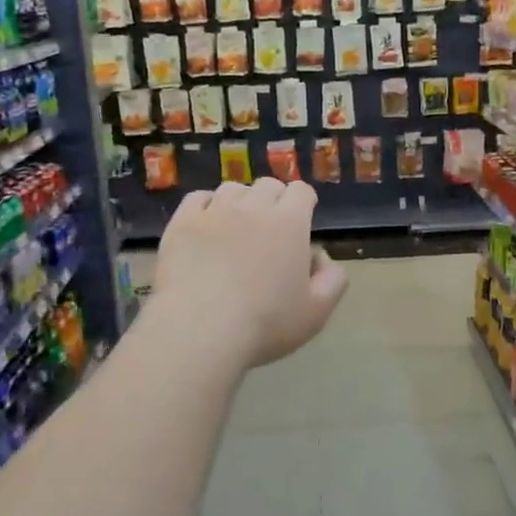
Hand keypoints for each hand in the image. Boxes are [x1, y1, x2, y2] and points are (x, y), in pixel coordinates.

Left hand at [151, 179, 348, 368]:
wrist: (201, 330)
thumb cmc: (266, 323)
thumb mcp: (317, 312)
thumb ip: (332, 280)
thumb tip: (321, 258)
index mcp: (290, 222)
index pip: (301, 191)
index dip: (304, 202)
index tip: (302, 220)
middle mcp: (254, 207)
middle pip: (268, 185)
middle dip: (274, 200)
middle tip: (270, 230)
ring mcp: (215, 211)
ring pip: (233, 189)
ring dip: (241, 202)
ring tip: (237, 227)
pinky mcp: (182, 222)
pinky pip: (198, 199)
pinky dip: (207, 206)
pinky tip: (207, 226)